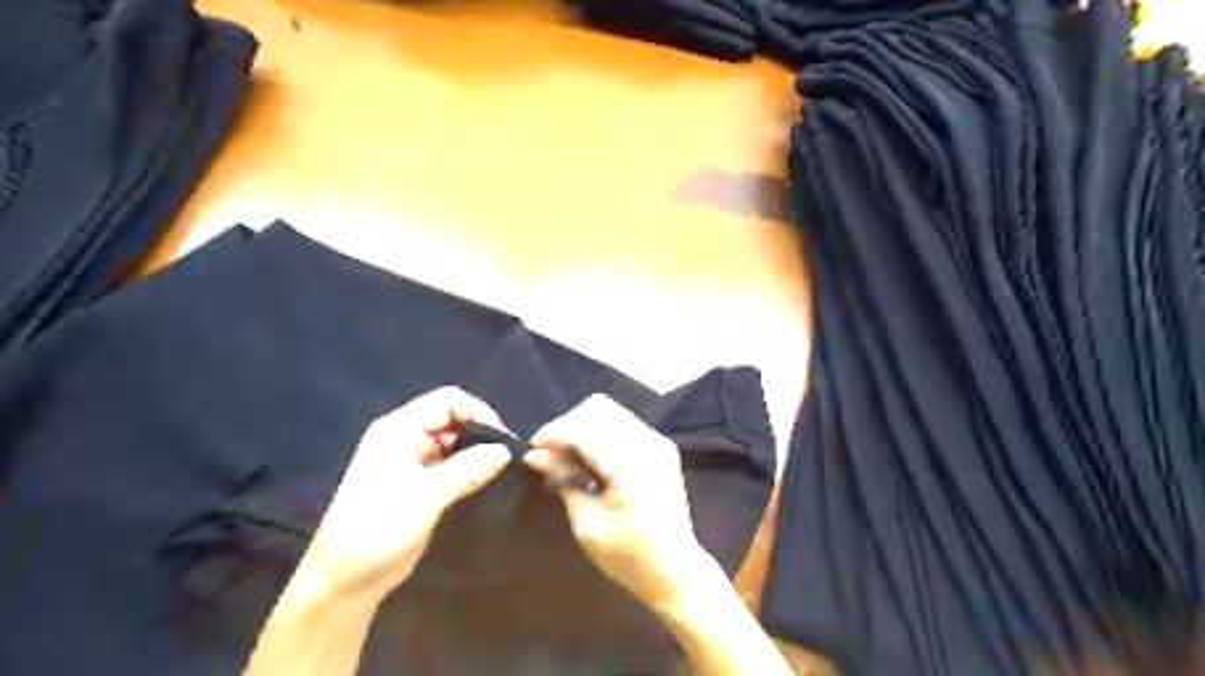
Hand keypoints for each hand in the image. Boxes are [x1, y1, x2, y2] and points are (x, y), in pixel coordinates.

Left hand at [298, 388, 514, 603]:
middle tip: (505, 457)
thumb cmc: (378, 532)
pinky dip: (466, 468)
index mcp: (398, 429)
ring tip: (498, 470)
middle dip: (479, 432)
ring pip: (451, 441)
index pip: (448, 401)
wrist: (343, 582)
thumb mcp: (427, 497)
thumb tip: (506, 450)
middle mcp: (402, 437)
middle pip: (450, 418)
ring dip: (474, 451)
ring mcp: (407, 460)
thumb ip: (468, 469)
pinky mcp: (414, 482)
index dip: (479, 412)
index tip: (504, 440)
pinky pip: (447, 462)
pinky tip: (482, 482)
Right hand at [523, 394, 708, 605]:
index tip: (532, 449)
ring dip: (583, 426)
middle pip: (598, 409)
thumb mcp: (587, 526)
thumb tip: (535, 455)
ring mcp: (658, 442)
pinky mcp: (660, 446)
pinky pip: (622, 423)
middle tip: (549, 453)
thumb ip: (563, 481)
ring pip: (610, 411)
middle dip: (568, 425)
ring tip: (566, 455)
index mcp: (631, 467)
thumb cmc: (629, 557)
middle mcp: (648, 444)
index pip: (585, 429)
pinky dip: (599, 432)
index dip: (554, 433)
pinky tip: (589, 457)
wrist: (676, 570)